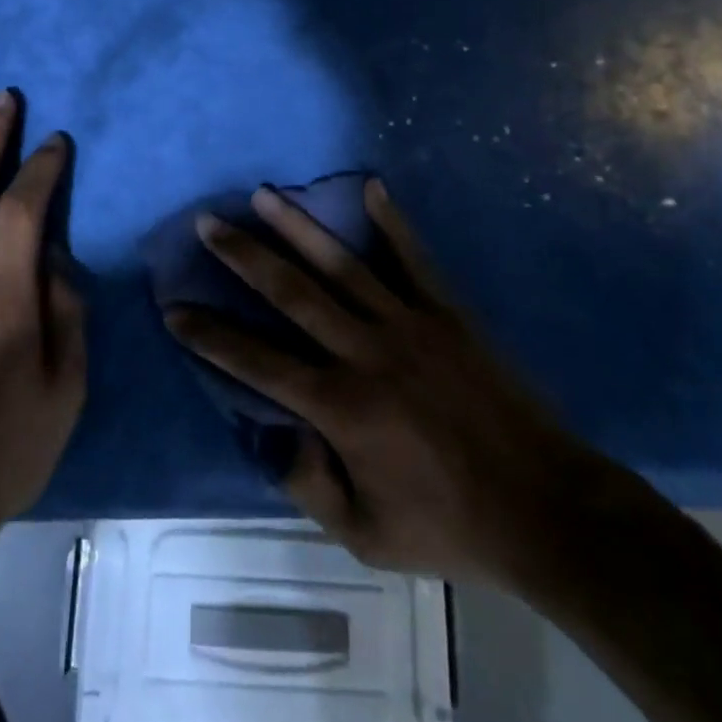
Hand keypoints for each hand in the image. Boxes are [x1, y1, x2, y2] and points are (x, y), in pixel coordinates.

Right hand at [165, 180, 624, 592]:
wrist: (546, 510)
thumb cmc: (449, 526)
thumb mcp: (366, 536)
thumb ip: (308, 485)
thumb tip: (271, 434)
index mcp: (340, 407)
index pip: (256, 361)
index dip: (210, 335)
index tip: (174, 308)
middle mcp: (364, 352)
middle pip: (290, 292)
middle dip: (243, 255)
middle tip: (207, 221)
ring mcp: (407, 324)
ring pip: (341, 264)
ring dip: (297, 226)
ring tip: (264, 192)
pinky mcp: (446, 312)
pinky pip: (413, 258)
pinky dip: (391, 222)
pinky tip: (371, 186)